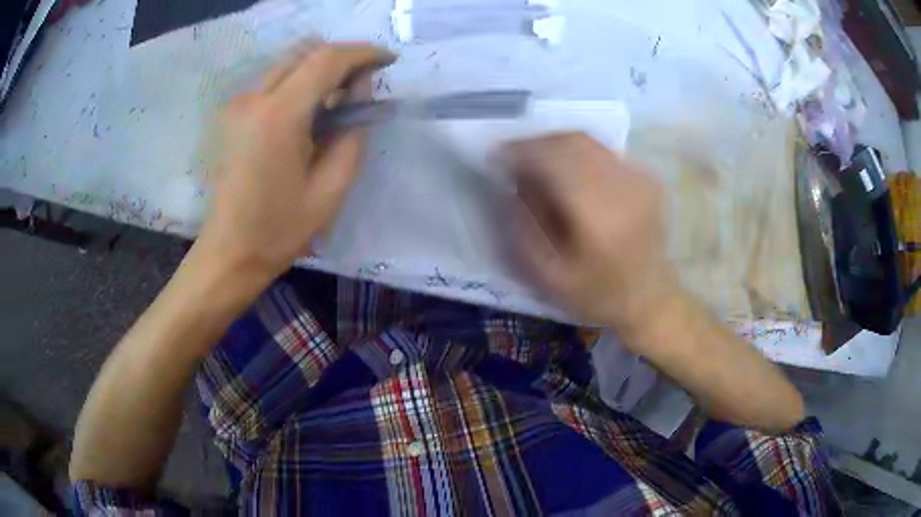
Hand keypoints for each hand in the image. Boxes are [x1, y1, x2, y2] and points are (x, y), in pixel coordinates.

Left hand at [196, 43, 395, 281]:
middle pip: (306, 53)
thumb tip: (358, 92)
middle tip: (364, 84)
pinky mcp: (231, 115)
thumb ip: (353, 132)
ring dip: (319, 71)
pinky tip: (309, 113)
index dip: (362, 53)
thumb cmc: (280, 229)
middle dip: (342, 59)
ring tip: (338, 101)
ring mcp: (237, 105)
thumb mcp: (332, 187)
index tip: (388, 61)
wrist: (229, 252)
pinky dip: (299, 84)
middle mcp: (253, 99)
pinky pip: (273, 82)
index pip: (326, 60)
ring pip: (288, 65)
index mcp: (279, 117)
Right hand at [504, 133, 678, 338]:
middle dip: (534, 142)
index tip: (495, 154)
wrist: (652, 300)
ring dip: (555, 144)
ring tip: (534, 157)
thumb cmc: (599, 295)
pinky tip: (565, 167)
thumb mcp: (550, 276)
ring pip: (587, 141)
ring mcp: (639, 178)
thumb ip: (524, 229)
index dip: (520, 152)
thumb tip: (508, 187)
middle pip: (570, 142)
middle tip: (510, 153)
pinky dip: (577, 152)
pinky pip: (603, 152)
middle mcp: (622, 186)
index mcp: (598, 215)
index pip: (552, 161)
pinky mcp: (646, 178)